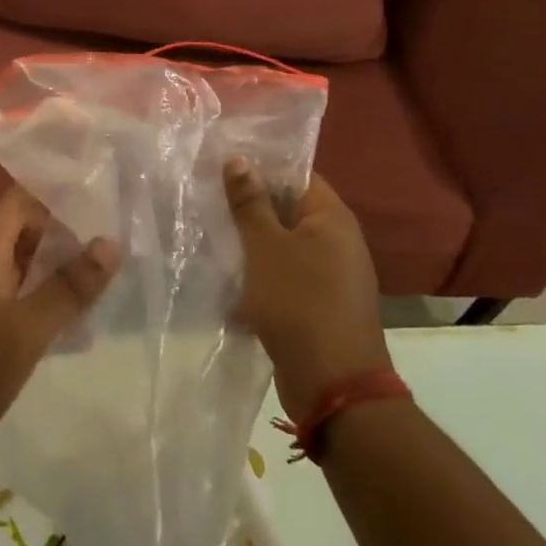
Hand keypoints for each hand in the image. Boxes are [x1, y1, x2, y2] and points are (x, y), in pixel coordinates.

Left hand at [0, 187, 120, 472]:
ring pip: (29, 265)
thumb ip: (68, 287)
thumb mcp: (26, 328)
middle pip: (27, 230)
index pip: (20, 200)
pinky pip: (26, 297)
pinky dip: (52, 296)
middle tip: (117, 227)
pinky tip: (83, 312)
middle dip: (67, 227)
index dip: (54, 189)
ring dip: (63, 263)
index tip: (97, 188)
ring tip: (110, 264)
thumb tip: (111, 242)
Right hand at [224, 158, 389, 421]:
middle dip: (250, 203)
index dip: (261, 165)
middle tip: (208, 193)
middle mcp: (337, 240)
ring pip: (283, 242)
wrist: (334, 387)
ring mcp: (330, 274)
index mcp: (332, 218)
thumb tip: (239, 159)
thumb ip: (250, 202)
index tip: (222, 163)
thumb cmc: (299, 304)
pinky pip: (285, 272)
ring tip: (210, 229)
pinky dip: (260, 269)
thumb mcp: (265, 248)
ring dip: (251, 239)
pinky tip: (228, 272)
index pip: (297, 174)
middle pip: (289, 207)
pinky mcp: (318, 302)